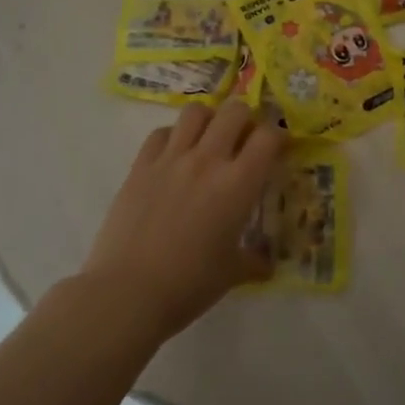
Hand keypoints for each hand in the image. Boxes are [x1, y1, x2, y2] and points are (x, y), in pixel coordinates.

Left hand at [79, 101, 284, 338]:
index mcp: (238, 183)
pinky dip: (173, 136)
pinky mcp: (140, 166)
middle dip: (246, 119)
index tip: (278, 150)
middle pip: (234, 111)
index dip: (278, 137)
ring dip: (209, 119)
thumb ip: (254, 260)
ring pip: (195, 111)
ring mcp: (171, 159)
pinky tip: (174, 156)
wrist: (126, 294)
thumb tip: (266, 263)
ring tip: (209, 139)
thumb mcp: (232, 273)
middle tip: (244, 141)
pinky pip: (161, 133)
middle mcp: (207, 160)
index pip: (268, 136)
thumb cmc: (189, 285)